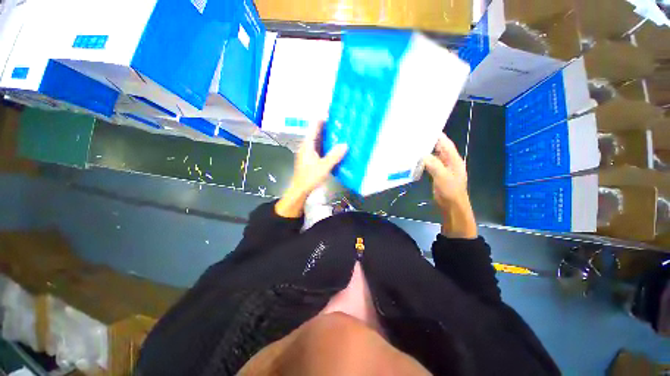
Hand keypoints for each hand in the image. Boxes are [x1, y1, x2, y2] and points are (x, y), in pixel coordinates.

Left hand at [275, 122, 347, 217]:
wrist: (300, 191)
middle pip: (316, 133)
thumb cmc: (310, 178)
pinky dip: (326, 144)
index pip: (314, 128)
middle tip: (338, 120)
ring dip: (326, 136)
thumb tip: (345, 144)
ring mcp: (307, 153)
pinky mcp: (310, 159)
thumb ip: (334, 155)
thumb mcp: (324, 167)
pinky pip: (319, 148)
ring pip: (317, 141)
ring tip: (338, 130)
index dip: (321, 119)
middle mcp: (306, 147)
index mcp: (307, 145)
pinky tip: (334, 146)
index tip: (329, 112)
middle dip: (325, 126)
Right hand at [423, 134, 476, 238]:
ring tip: (412, 144)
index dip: (436, 134)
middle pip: (439, 147)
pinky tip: (415, 159)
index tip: (423, 127)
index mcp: (454, 159)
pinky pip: (431, 164)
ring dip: (425, 151)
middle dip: (428, 141)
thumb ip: (433, 163)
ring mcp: (444, 168)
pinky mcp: (439, 175)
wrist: (453, 208)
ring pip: (434, 155)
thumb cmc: (451, 192)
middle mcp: (450, 161)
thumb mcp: (442, 176)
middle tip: (414, 135)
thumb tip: (422, 154)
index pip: (445, 142)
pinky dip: (424, 160)